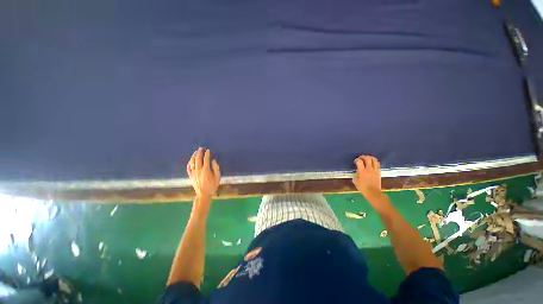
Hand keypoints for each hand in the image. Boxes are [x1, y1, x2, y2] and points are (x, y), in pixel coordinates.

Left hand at [187, 147, 220, 198]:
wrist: (203, 194)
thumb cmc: (212, 186)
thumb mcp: (217, 177)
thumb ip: (216, 168)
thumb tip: (213, 161)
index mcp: (206, 170)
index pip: (206, 159)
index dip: (207, 154)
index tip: (208, 150)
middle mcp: (199, 170)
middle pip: (198, 159)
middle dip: (200, 152)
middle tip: (202, 148)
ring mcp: (193, 173)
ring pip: (192, 162)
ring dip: (194, 156)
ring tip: (196, 152)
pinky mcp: (190, 176)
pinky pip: (188, 168)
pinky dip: (189, 163)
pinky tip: (191, 160)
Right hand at [352, 156, 387, 210]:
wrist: (373, 193)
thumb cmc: (362, 188)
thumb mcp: (355, 181)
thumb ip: (355, 174)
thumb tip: (357, 171)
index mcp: (362, 171)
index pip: (359, 161)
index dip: (357, 159)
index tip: (355, 161)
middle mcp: (369, 169)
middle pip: (367, 158)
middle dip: (363, 156)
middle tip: (360, 158)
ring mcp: (375, 170)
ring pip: (374, 160)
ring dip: (370, 157)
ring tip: (367, 158)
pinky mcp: (379, 172)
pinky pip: (377, 164)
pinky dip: (374, 161)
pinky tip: (371, 163)